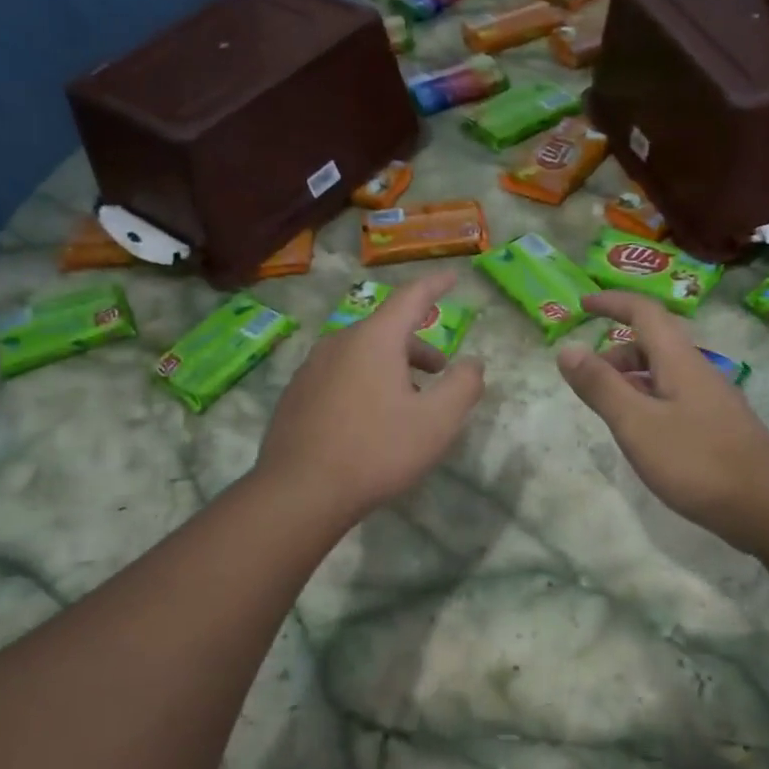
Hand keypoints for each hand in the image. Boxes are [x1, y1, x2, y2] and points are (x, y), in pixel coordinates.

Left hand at [259, 271, 484, 522]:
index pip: (411, 297)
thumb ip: (463, 385)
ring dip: (390, 368)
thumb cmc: (377, 450)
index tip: (454, 277)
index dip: (436, 285)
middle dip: (417, 346)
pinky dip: (363, 384)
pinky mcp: (295, 396)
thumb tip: (473, 362)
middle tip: (439, 373)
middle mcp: (338, 343)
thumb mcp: (437, 422)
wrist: (300, 491)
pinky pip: (339, 377)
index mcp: (374, 340)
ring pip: (361, 356)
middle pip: (385, 331)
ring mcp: (311, 369)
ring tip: (405, 402)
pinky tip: (368, 422)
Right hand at [557, 292, 768, 548]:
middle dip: (615, 351)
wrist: (767, 506)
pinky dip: (647, 402)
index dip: (612, 302)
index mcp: (678, 360)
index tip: (582, 304)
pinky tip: (641, 435)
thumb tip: (567, 348)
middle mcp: (698, 371)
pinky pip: (673, 399)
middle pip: (653, 343)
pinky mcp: (717, 427)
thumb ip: (601, 386)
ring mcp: (711, 400)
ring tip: (607, 409)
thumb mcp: (637, 423)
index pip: (644, 312)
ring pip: (663, 374)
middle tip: (586, 379)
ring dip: (631, 379)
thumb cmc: (697, 461)